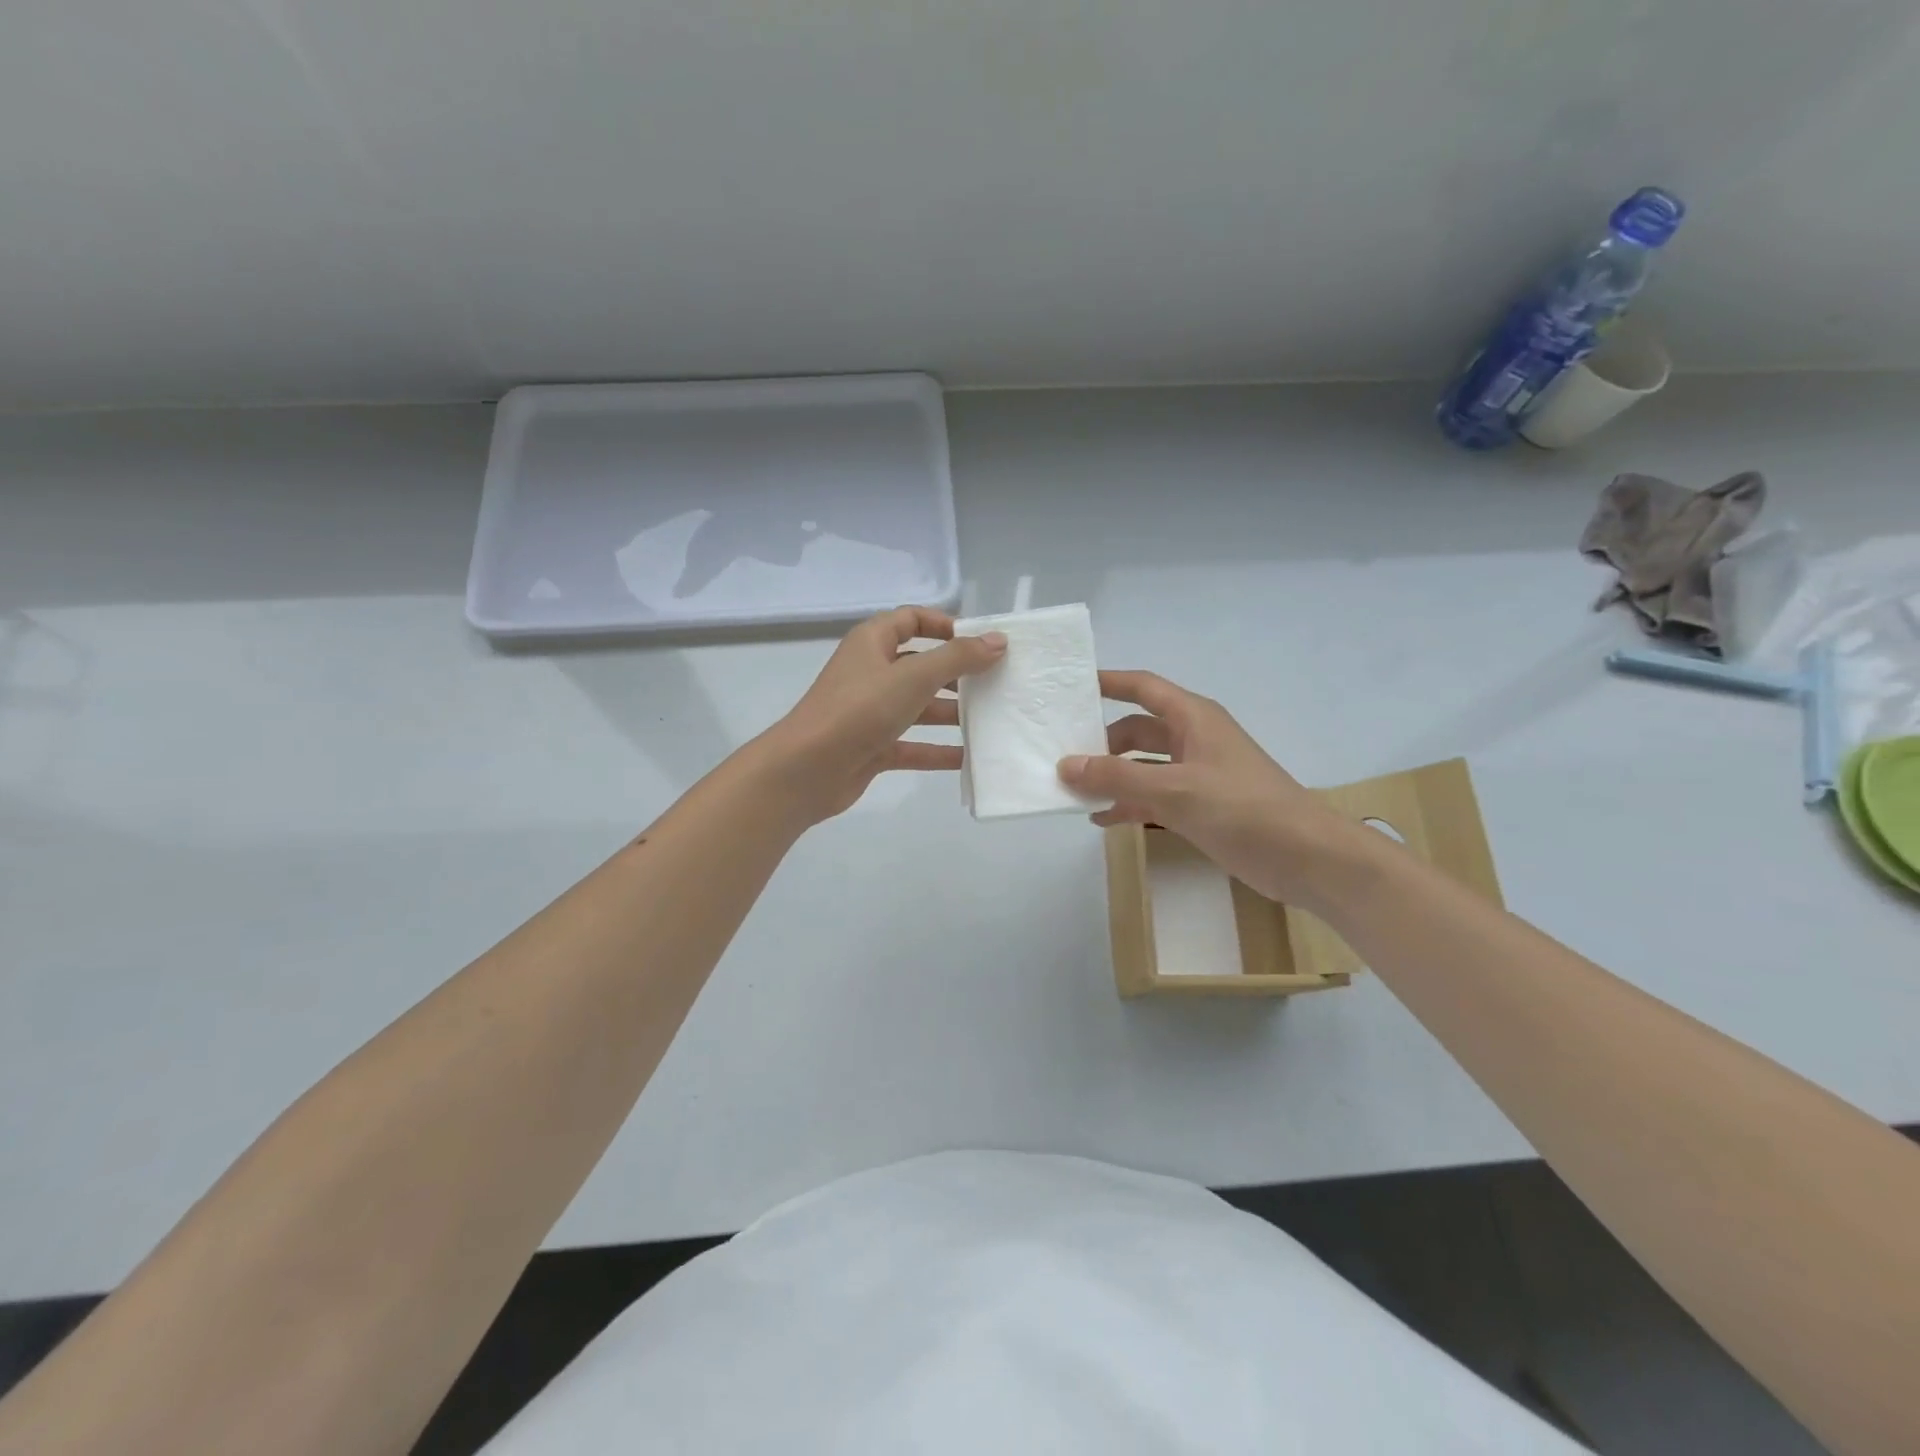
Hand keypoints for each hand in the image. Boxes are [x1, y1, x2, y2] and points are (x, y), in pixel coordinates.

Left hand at [759, 607, 1005, 823]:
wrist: (806, 770)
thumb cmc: (859, 710)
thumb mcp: (913, 677)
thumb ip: (958, 658)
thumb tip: (998, 640)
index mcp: (872, 643)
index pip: (911, 620)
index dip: (944, 625)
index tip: (980, 641)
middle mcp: (871, 673)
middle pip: (920, 666)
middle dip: (956, 674)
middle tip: (996, 683)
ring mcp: (870, 712)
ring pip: (918, 707)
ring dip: (950, 713)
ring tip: (991, 720)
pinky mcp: (872, 747)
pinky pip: (912, 745)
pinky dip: (937, 750)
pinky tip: (968, 758)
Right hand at [1059, 671, 1363, 907]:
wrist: (1304, 858)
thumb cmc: (1242, 809)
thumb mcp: (1174, 789)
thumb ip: (1118, 777)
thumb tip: (1066, 766)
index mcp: (1193, 718)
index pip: (1143, 687)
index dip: (1108, 682)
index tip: (1071, 686)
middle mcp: (1192, 739)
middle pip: (1136, 730)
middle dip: (1101, 743)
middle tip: (1060, 757)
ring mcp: (1196, 774)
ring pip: (1142, 766)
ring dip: (1111, 777)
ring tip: (1072, 791)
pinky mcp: (1199, 806)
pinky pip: (1153, 797)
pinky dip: (1128, 804)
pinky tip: (1102, 820)